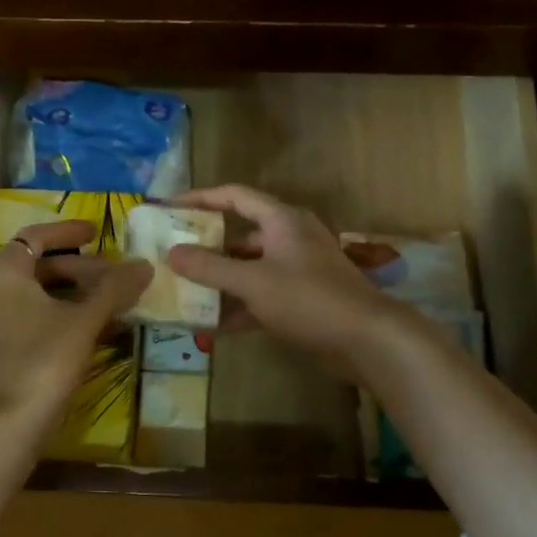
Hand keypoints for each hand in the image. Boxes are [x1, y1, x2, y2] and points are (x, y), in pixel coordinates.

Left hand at [0, 220, 150, 433]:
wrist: (9, 425)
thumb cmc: (43, 360)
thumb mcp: (84, 320)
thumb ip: (115, 289)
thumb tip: (145, 264)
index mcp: (5, 274)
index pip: (36, 236)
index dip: (69, 230)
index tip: (98, 230)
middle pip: (43, 266)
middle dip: (85, 267)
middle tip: (120, 275)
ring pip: (45, 294)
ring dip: (81, 293)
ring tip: (119, 299)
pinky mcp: (8, 348)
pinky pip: (41, 318)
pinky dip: (70, 315)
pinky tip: (103, 326)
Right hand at [165, 184, 405, 381]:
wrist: (367, 340)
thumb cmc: (308, 299)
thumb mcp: (253, 282)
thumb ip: (210, 268)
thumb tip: (172, 253)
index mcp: (281, 220)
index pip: (234, 196)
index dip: (200, 198)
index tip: (169, 207)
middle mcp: (289, 238)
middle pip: (240, 235)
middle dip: (206, 248)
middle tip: (172, 258)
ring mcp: (297, 270)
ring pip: (249, 269)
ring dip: (220, 282)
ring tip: (184, 294)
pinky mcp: (301, 300)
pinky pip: (261, 296)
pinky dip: (238, 307)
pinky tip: (211, 326)